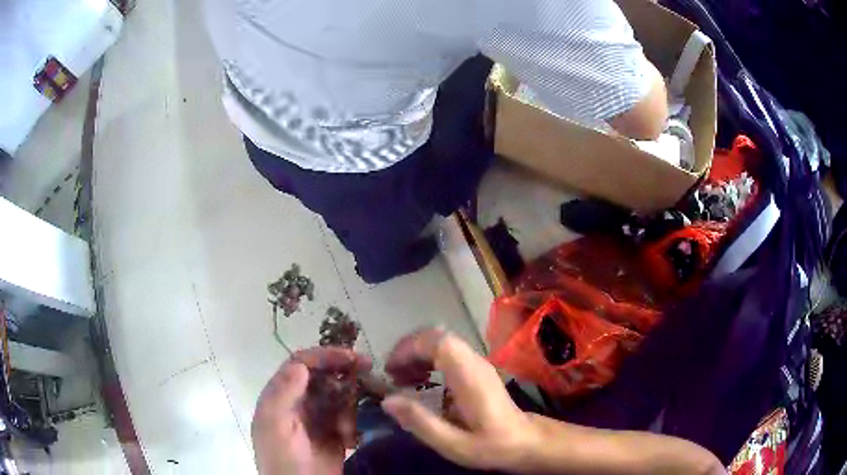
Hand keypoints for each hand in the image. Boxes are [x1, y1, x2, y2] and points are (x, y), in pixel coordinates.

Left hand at [251, 347, 370, 474]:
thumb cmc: (283, 459)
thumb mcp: (275, 427)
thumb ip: (284, 395)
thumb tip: (300, 365)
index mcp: (280, 398)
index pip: (300, 365)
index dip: (324, 356)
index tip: (350, 356)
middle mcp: (298, 404)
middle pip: (322, 377)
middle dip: (343, 373)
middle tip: (368, 370)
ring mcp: (316, 419)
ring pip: (338, 397)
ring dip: (348, 406)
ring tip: (346, 428)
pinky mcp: (333, 434)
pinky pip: (347, 418)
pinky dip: (351, 424)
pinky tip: (349, 440)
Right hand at [381, 327, 537, 471]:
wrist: (526, 441)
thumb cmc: (492, 445)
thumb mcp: (453, 443)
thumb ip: (421, 422)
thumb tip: (387, 401)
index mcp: (470, 376)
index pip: (439, 342)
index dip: (410, 348)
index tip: (390, 369)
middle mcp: (475, 362)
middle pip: (438, 337)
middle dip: (409, 350)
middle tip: (391, 374)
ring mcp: (478, 363)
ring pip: (443, 342)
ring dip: (417, 354)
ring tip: (400, 378)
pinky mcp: (477, 369)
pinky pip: (449, 352)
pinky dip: (428, 359)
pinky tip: (420, 380)